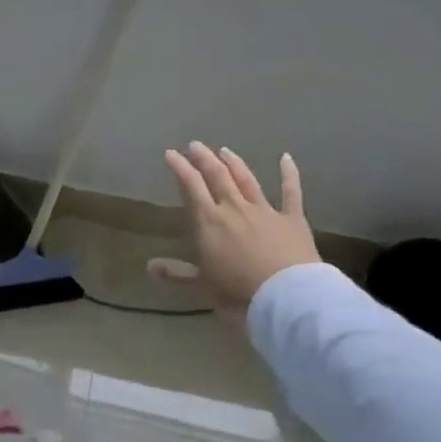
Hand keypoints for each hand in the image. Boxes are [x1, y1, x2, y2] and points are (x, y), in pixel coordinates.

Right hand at [149, 142, 319, 310]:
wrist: (285, 296)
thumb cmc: (238, 292)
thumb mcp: (202, 285)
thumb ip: (177, 272)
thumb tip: (148, 266)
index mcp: (209, 221)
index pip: (191, 187)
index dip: (180, 168)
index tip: (171, 153)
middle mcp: (234, 208)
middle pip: (217, 177)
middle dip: (204, 159)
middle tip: (195, 145)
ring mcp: (265, 211)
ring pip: (247, 180)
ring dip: (235, 163)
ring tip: (225, 150)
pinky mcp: (292, 219)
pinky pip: (291, 192)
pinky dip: (288, 174)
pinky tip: (286, 158)